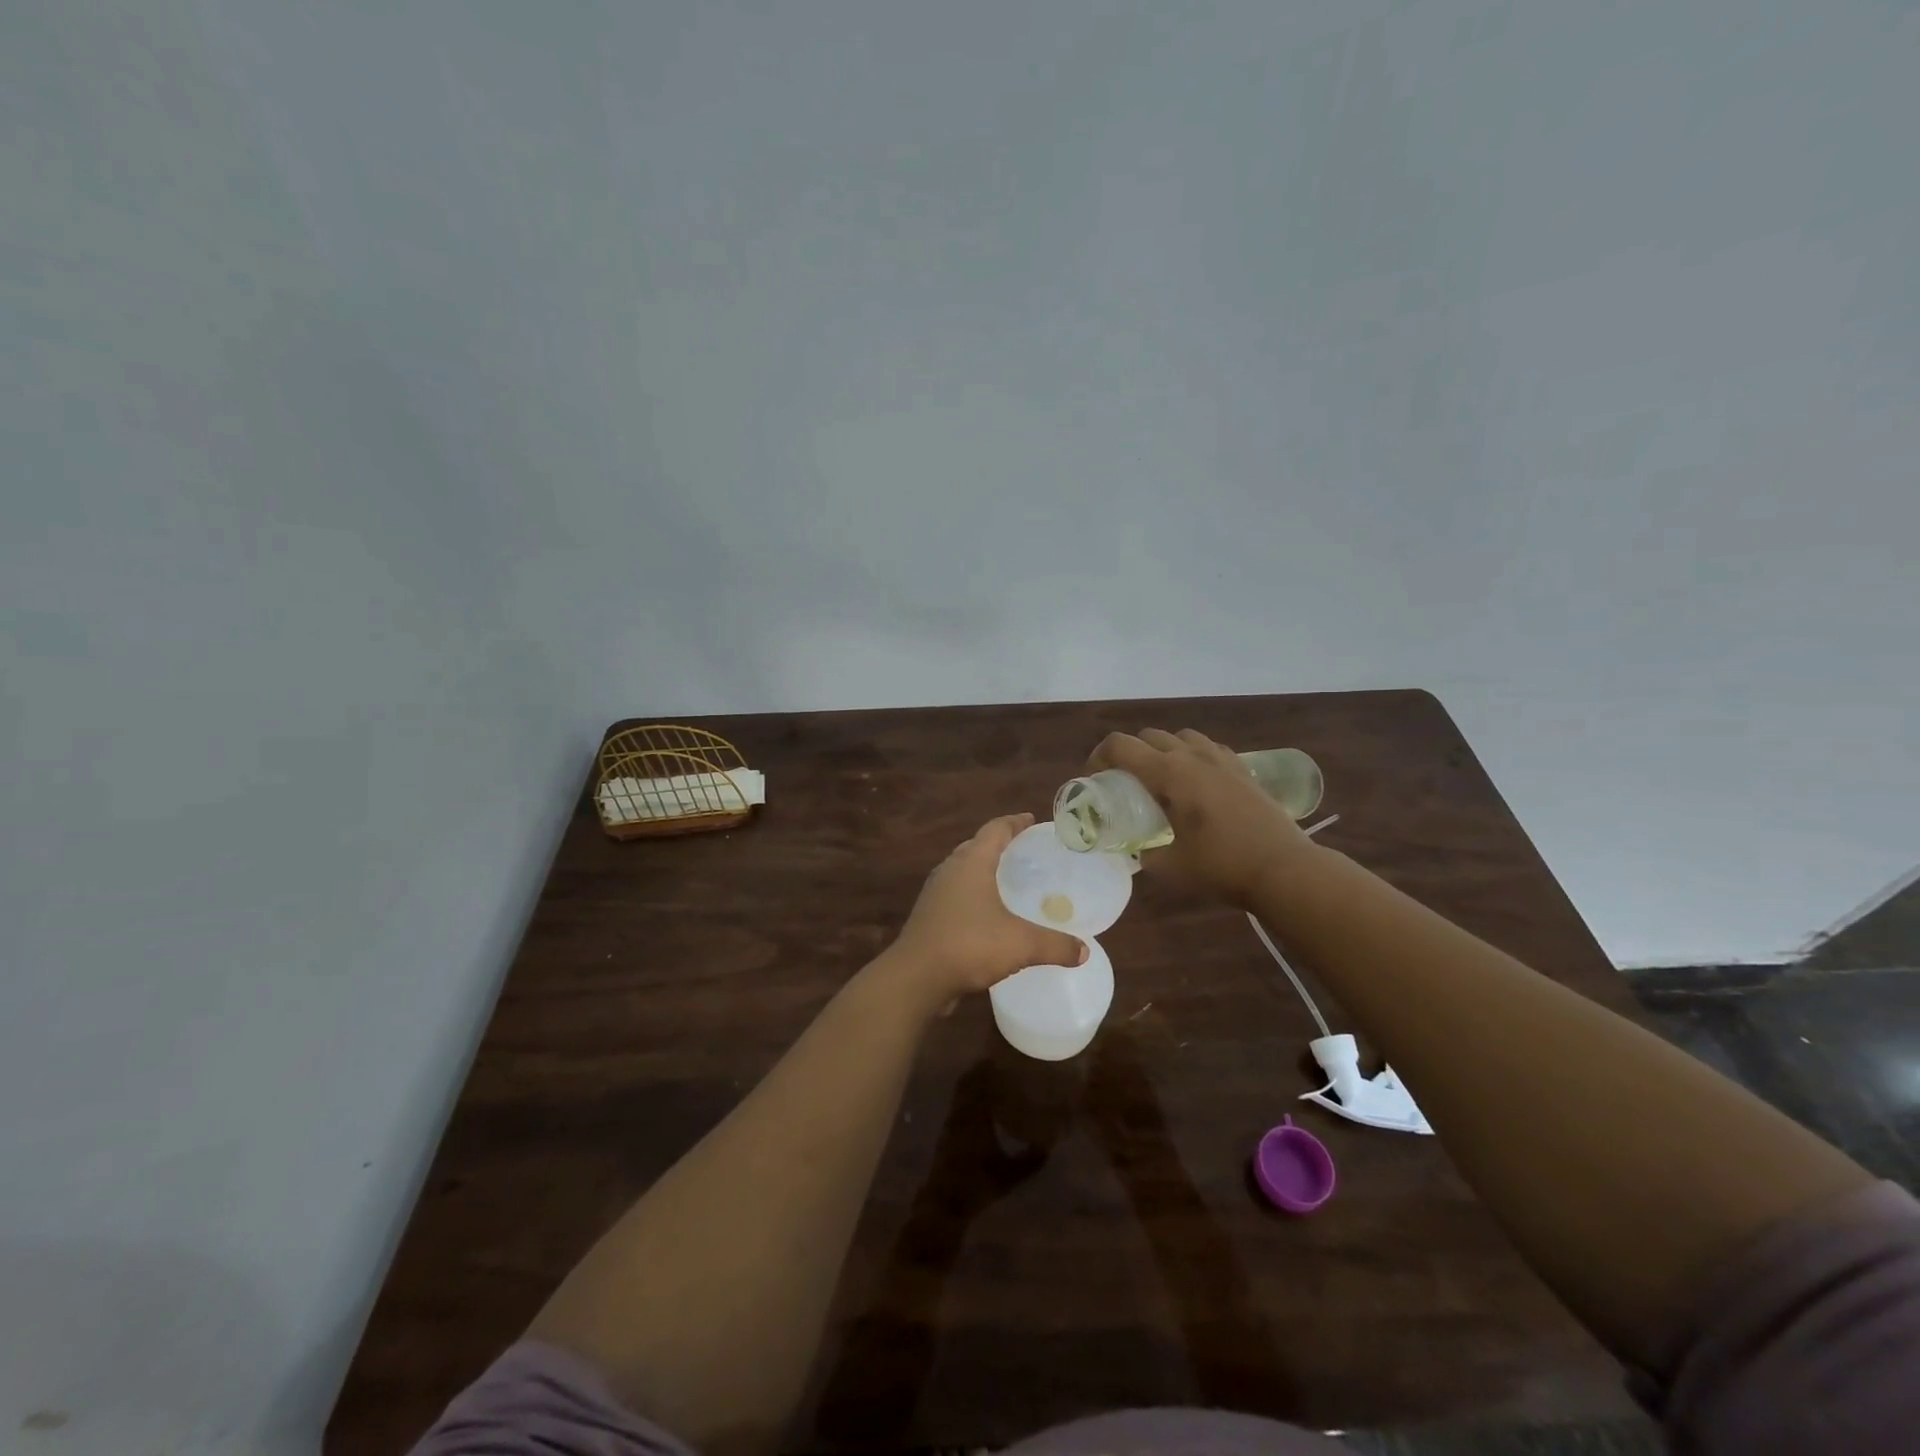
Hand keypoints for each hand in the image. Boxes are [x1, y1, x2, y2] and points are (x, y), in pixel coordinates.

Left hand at [888, 813, 1088, 1008]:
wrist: (916, 977)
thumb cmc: (969, 945)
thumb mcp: (1021, 944)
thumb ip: (1055, 945)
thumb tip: (1083, 952)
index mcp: (971, 863)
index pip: (995, 830)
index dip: (1015, 822)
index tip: (1031, 820)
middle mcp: (950, 870)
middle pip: (976, 846)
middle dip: (998, 844)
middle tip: (1023, 851)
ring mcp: (935, 893)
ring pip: (962, 870)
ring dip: (982, 869)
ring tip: (1005, 879)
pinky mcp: (928, 916)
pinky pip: (955, 894)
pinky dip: (972, 893)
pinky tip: (986, 913)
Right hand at [1088, 729, 1319, 906]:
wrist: (1284, 869)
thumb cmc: (1222, 867)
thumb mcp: (1169, 867)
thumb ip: (1144, 854)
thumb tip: (1134, 850)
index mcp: (1169, 774)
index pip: (1120, 745)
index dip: (1098, 756)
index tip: (1093, 778)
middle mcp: (1192, 756)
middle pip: (1148, 736)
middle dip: (1128, 753)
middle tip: (1124, 782)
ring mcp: (1221, 759)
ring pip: (1180, 737)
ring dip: (1161, 750)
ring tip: (1160, 780)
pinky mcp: (1242, 769)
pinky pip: (1207, 748)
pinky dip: (1191, 756)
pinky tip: (1196, 783)